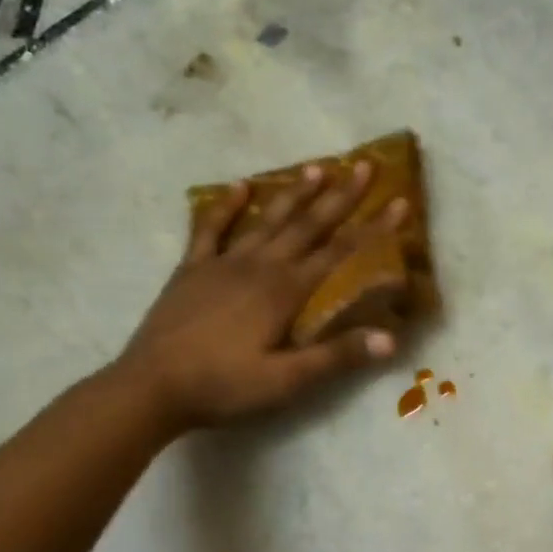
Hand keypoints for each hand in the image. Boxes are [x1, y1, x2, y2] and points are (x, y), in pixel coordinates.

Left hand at [117, 160, 405, 433]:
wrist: (151, 386)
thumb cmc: (223, 386)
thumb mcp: (286, 381)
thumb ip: (336, 357)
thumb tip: (390, 339)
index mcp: (285, 291)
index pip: (340, 252)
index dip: (374, 228)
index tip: (400, 202)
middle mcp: (259, 266)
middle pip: (307, 225)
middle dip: (340, 196)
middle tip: (364, 165)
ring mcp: (222, 263)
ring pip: (267, 220)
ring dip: (294, 194)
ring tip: (317, 167)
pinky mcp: (192, 270)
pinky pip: (211, 229)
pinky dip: (227, 207)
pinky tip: (240, 187)